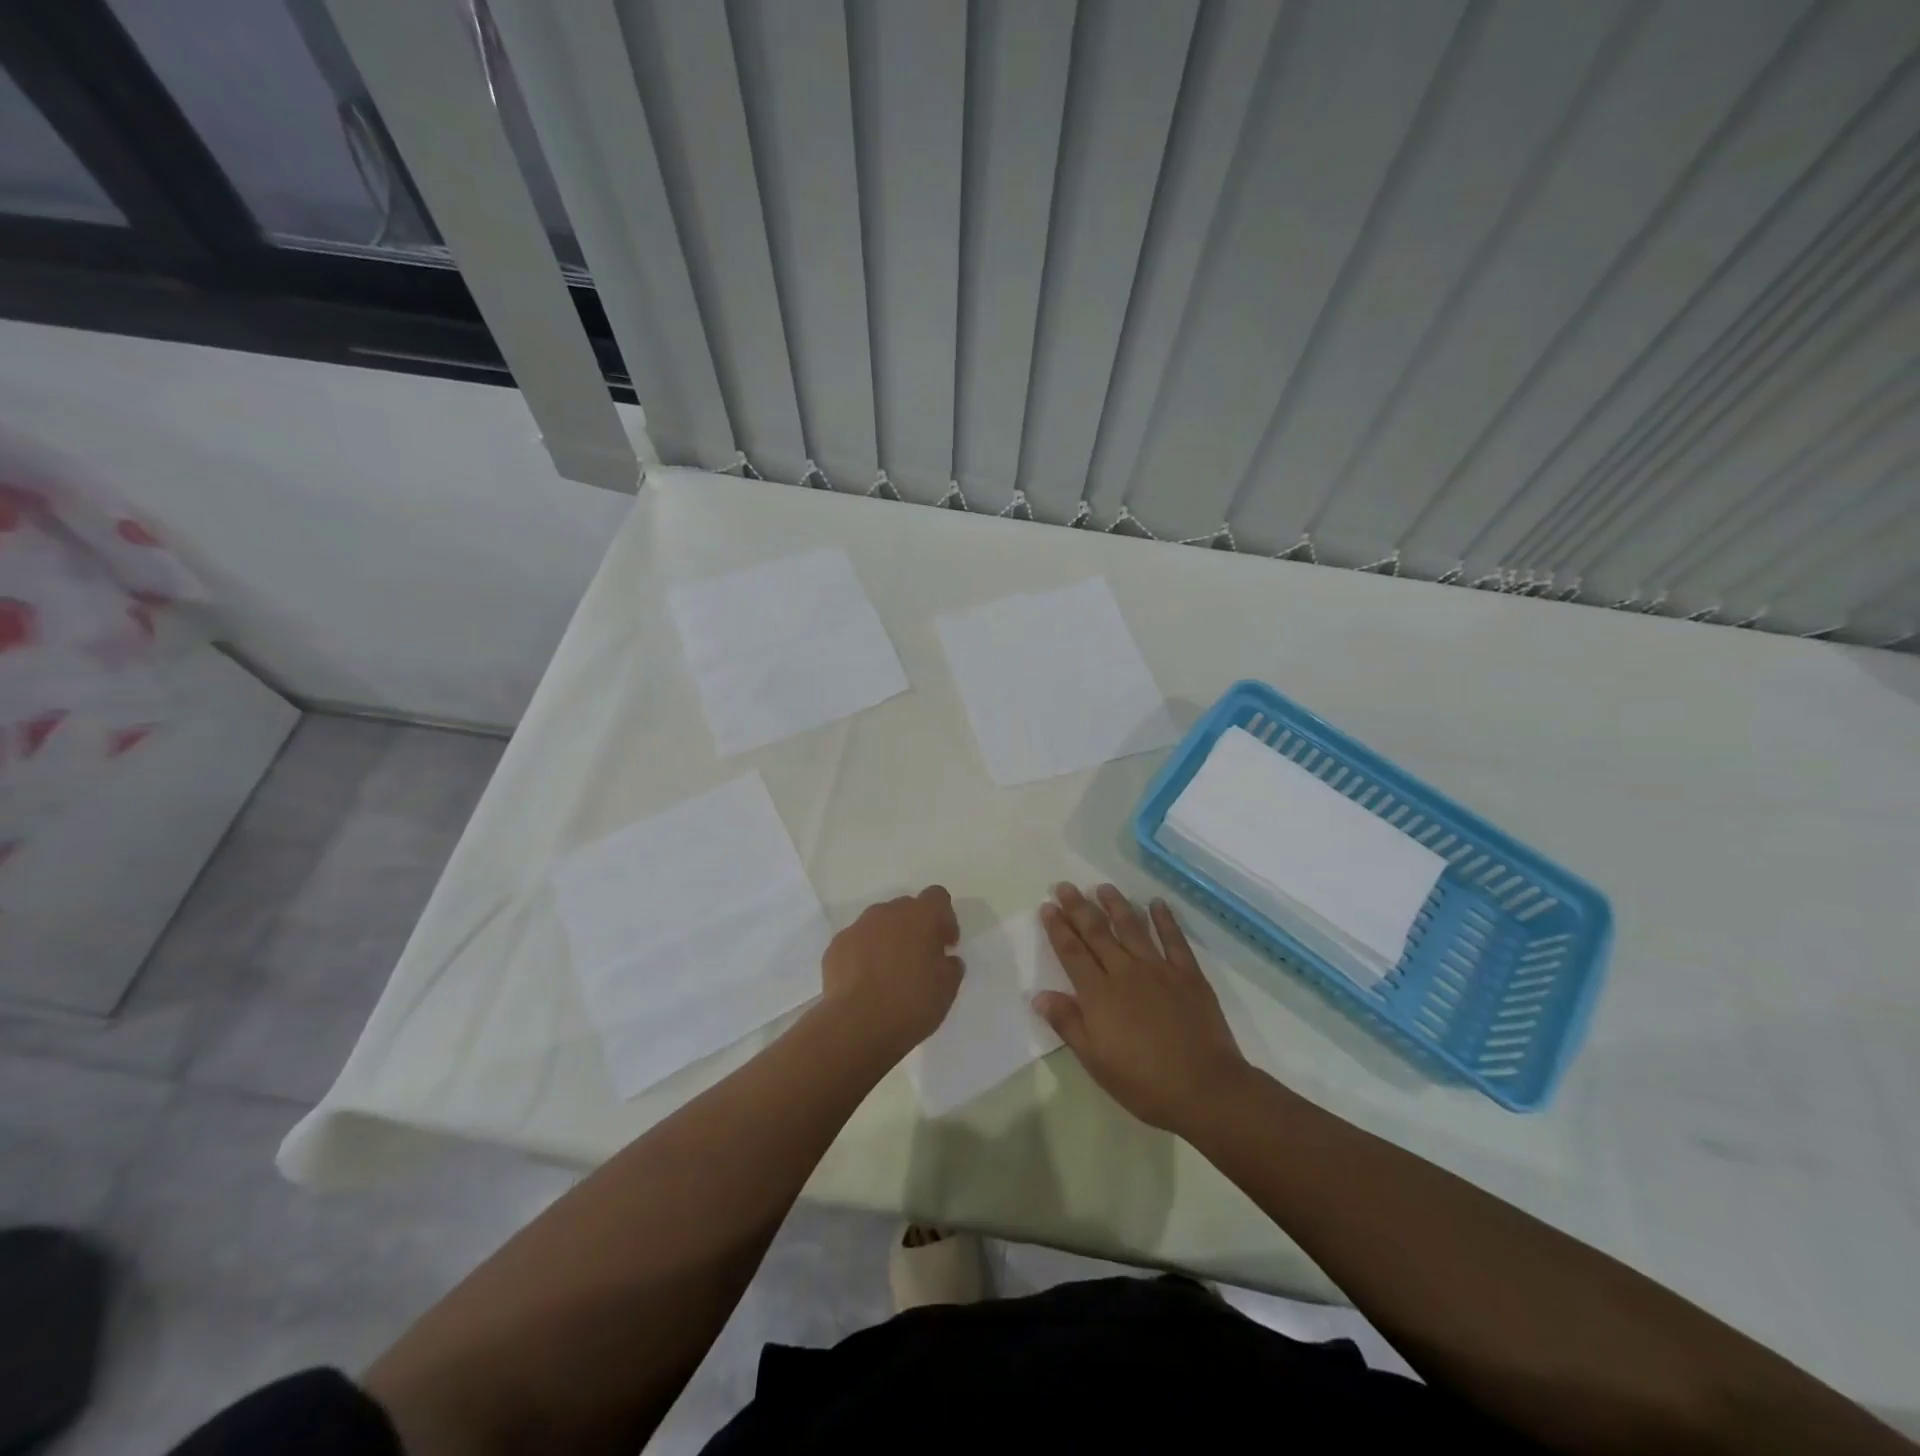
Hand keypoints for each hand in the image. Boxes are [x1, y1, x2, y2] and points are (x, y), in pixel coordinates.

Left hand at [820, 886, 964, 1059]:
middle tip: (919, 960)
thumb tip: (945, 959)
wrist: (856, 1026)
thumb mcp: (947, 989)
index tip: (945, 945)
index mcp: (919, 916)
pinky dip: (863, 955)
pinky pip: (856, 942)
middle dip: (915, 928)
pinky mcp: (835, 947)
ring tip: (888, 973)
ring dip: (887, 940)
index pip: (937, 897)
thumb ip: (950, 966)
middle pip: (906, 908)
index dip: (944, 918)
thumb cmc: (910, 1003)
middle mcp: (887, 912)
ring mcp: (857, 928)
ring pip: (878, 924)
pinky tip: (865, 982)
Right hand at [1036, 883, 1250, 1136]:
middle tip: (1065, 886)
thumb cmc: (1143, 1082)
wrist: (1204, 1088)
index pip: (1072, 952)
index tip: (1047, 906)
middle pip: (1097, 933)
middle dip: (1079, 908)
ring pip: (1132, 928)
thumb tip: (1039, 995)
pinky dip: (1165, 919)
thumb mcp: (1095, 1061)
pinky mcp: (1188, 974)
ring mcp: (1159, 969)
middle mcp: (1125, 972)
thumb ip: (1068, 1023)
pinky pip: (1174, 939)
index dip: (1058, 928)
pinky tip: (1157, 903)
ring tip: (1103, 887)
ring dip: (1116, 905)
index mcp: (1099, 994)